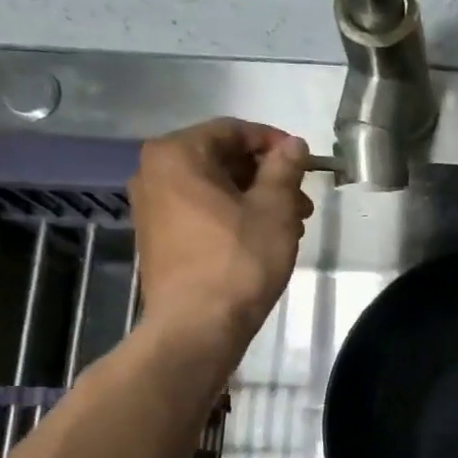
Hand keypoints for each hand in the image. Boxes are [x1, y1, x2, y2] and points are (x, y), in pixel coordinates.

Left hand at [129, 119, 311, 349]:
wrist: (198, 327)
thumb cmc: (239, 261)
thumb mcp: (274, 209)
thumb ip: (284, 169)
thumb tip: (293, 145)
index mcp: (177, 155)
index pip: (233, 130)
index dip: (274, 142)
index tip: (305, 163)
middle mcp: (154, 173)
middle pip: (221, 158)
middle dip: (266, 176)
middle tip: (302, 201)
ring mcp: (152, 208)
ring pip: (214, 188)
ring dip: (255, 198)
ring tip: (292, 225)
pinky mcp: (159, 238)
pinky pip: (201, 211)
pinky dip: (234, 216)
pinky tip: (263, 239)